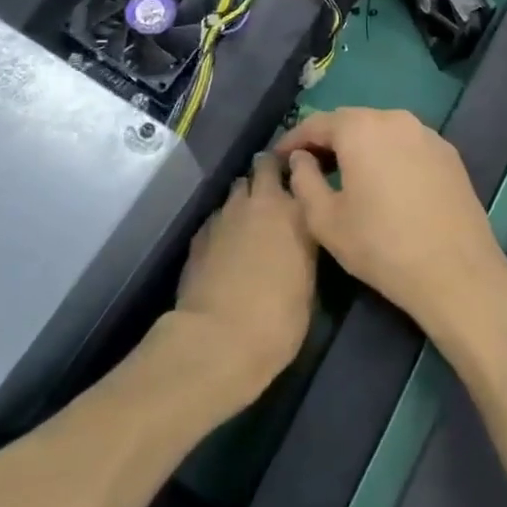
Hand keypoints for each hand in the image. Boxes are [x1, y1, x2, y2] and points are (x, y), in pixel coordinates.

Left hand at [169, 151, 317, 409]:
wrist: (218, 339)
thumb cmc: (278, 317)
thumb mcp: (308, 281)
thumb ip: (303, 247)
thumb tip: (297, 239)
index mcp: (294, 210)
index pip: (299, 171)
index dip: (300, 172)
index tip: (304, 178)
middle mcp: (258, 202)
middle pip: (262, 167)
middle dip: (268, 172)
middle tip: (277, 189)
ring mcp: (224, 215)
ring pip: (236, 189)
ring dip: (245, 197)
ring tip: (251, 216)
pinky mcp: (199, 235)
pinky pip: (217, 216)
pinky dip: (224, 222)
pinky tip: (226, 242)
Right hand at [277, 107, 506, 337]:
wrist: (456, 271)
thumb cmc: (381, 245)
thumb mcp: (325, 220)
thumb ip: (304, 181)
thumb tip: (301, 159)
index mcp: (361, 128)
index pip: (317, 123)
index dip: (293, 140)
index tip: (277, 158)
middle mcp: (396, 119)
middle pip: (352, 121)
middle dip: (327, 140)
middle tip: (308, 165)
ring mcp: (428, 134)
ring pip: (382, 131)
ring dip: (360, 146)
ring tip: (345, 173)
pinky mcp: (449, 154)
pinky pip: (407, 145)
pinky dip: (388, 155)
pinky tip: (384, 181)